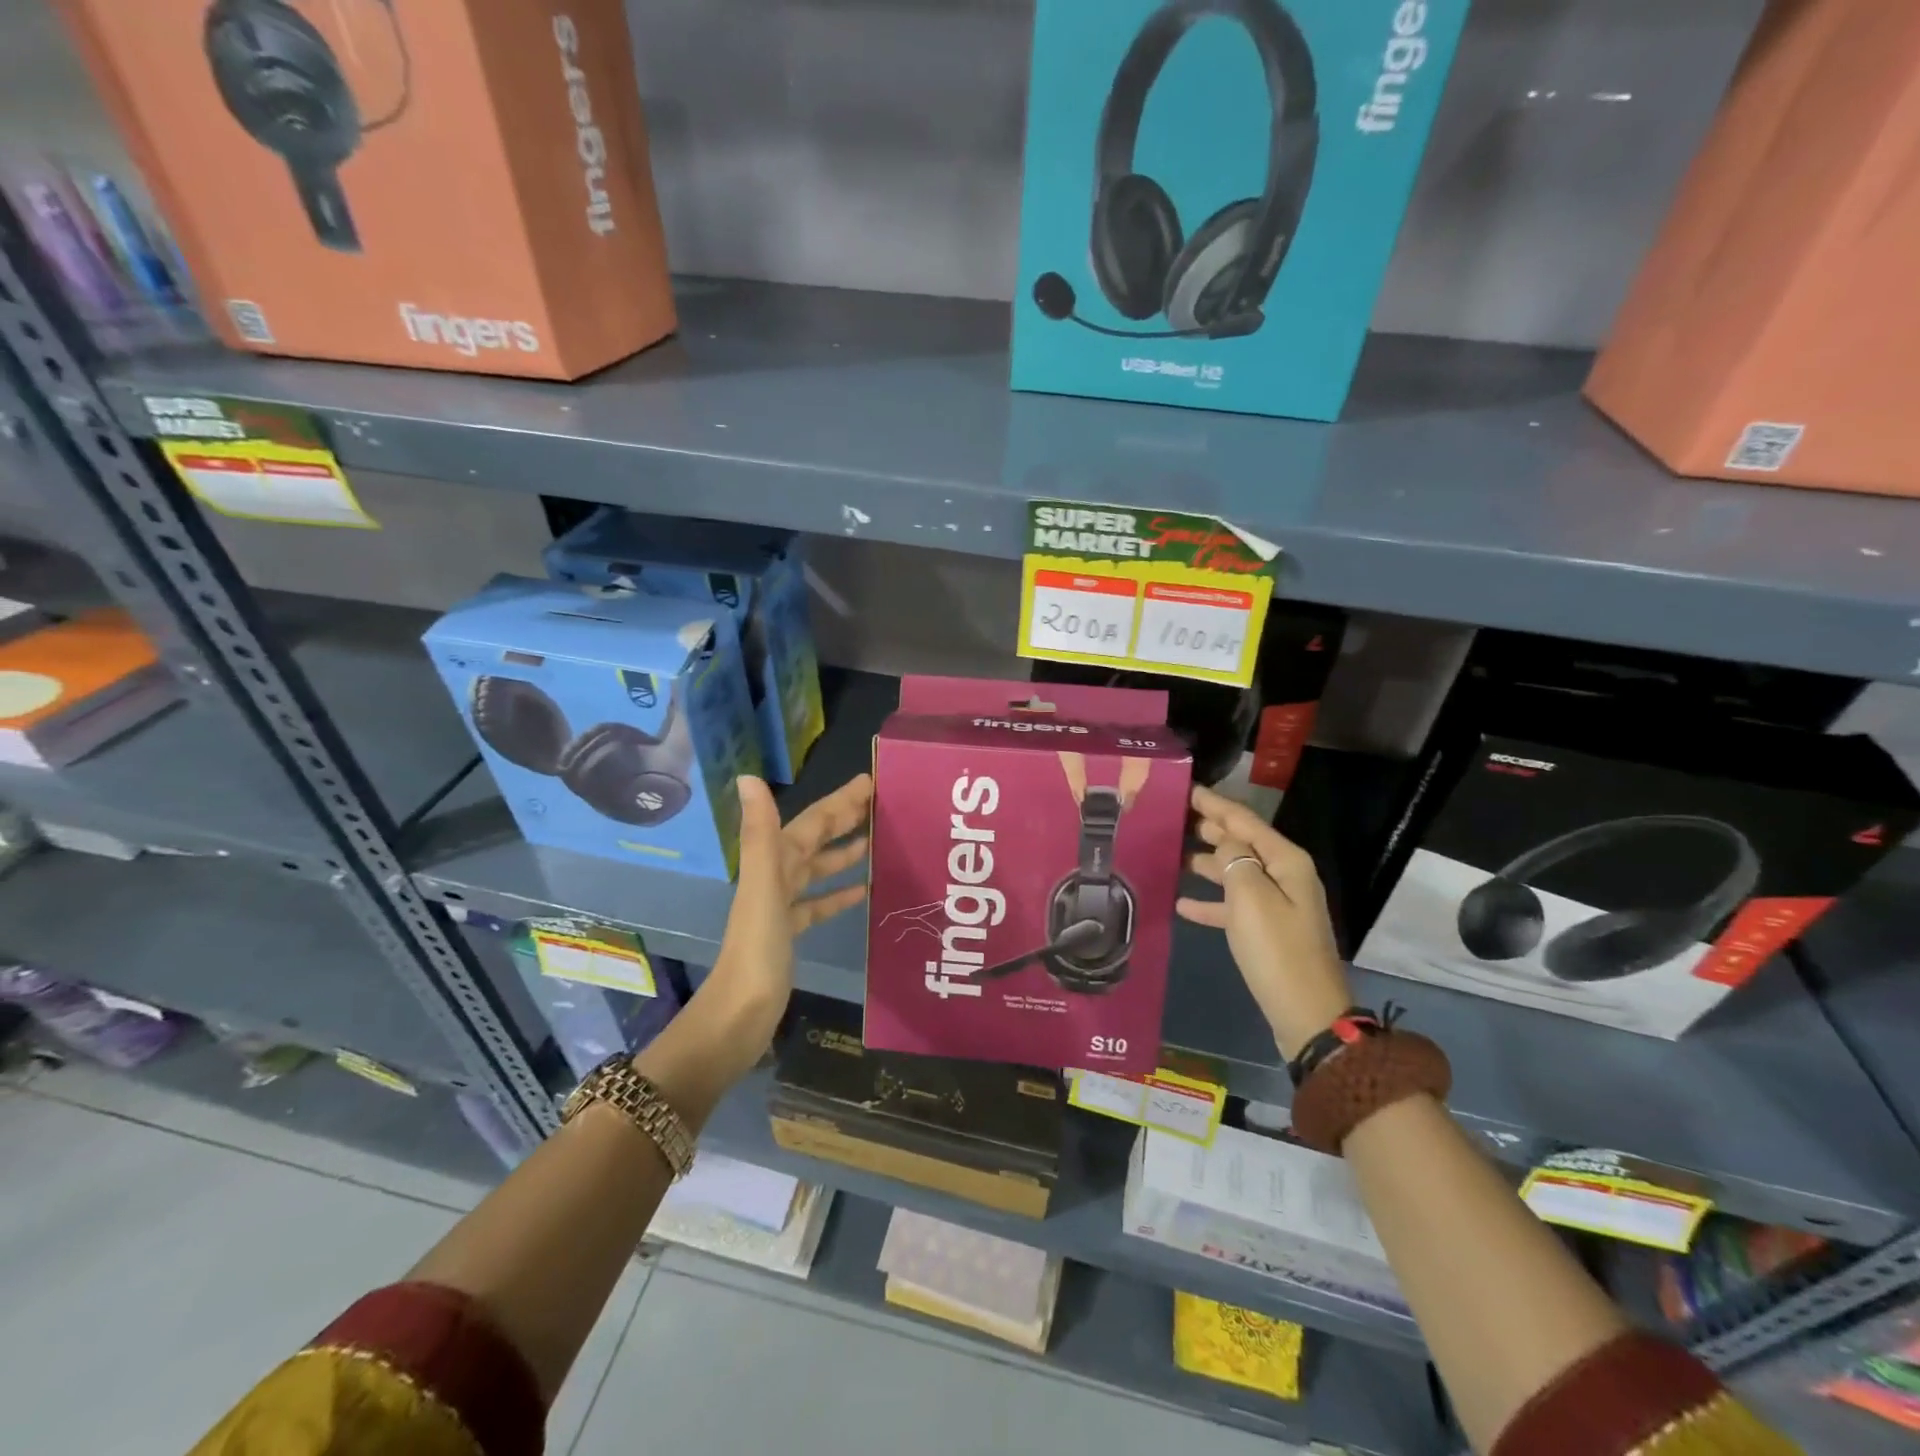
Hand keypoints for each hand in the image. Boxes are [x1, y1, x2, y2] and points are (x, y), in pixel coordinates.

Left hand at [699, 773, 872, 1078]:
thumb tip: (748, 776)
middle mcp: (774, 877)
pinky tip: (862, 891)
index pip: (811, 822)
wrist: (740, 1014)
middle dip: (843, 819)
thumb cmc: (758, 949)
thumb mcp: (763, 887)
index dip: (838, 801)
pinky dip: (837, 893)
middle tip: (880, 802)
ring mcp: (781, 906)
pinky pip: (817, 904)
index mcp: (771, 863)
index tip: (870, 782)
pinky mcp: (789, 932)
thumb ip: (760, 833)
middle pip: (814, 840)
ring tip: (875, 840)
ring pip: (816, 869)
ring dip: (842, 852)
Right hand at [1177, 784, 1351, 1058]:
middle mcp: (1284, 875)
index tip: (1186, 789)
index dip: (1214, 804)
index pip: (1244, 821)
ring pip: (1235, 872)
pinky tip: (1182, 904)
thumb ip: (1235, 861)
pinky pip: (1234, 906)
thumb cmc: (1277, 949)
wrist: (1306, 1014)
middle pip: (1242, 843)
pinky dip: (1210, 902)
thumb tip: (1224, 844)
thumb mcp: (1251, 898)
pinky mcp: (1267, 931)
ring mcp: (1277, 904)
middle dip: (1210, 829)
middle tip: (1172, 817)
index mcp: (1286, 861)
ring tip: (1172, 854)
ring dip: (1206, 863)